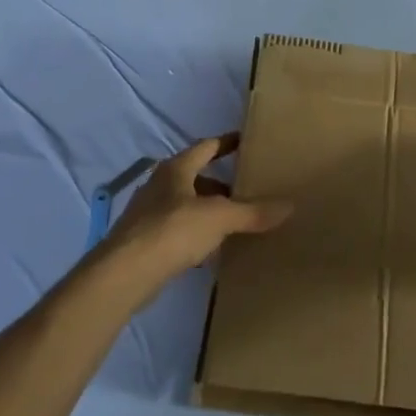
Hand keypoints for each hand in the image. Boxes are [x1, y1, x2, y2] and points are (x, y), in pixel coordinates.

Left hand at [104, 134, 291, 281]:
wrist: (125, 273)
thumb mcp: (220, 217)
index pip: (206, 146)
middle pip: (195, 177)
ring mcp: (148, 214)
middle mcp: (159, 185)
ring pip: (185, 205)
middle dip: (219, 184)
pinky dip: (195, 235)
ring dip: (207, 211)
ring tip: (233, 222)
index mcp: (176, 169)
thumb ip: (253, 211)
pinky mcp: (143, 242)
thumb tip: (289, 205)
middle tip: (246, 191)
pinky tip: (210, 250)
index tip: (244, 141)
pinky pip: (176, 231)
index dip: (226, 143)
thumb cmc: (173, 230)